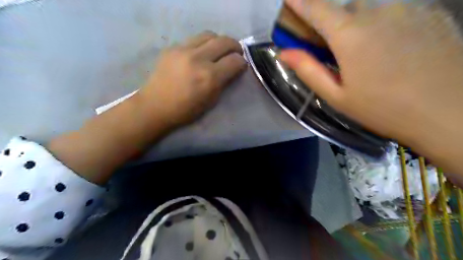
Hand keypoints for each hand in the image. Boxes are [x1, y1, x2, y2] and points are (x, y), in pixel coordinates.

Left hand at [49, 31, 247, 183]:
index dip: (242, 62)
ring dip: (219, 41)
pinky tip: (201, 54)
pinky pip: (194, 40)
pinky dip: (203, 44)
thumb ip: (224, 82)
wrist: (155, 106)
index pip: (234, 61)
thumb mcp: (211, 101)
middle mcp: (198, 59)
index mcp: (209, 77)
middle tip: (236, 53)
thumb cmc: (185, 110)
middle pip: (224, 41)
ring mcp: (183, 50)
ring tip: (220, 50)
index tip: (241, 65)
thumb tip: (233, 69)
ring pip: (209, 35)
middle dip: (235, 46)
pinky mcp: (172, 48)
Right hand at [280, 1, 462, 171]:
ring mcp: (409, 7)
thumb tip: (284, 52)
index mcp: (350, 34)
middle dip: (331, 23)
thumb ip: (308, 70)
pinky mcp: (431, 10)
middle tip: (333, 48)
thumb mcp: (336, 95)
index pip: (316, 7)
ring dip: (357, 23)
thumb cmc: (382, 109)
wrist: (450, 114)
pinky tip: (391, 48)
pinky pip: (394, 9)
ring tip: (365, 52)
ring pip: (369, 7)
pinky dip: (382, 22)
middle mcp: (378, 10)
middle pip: (343, 6)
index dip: (299, 2)